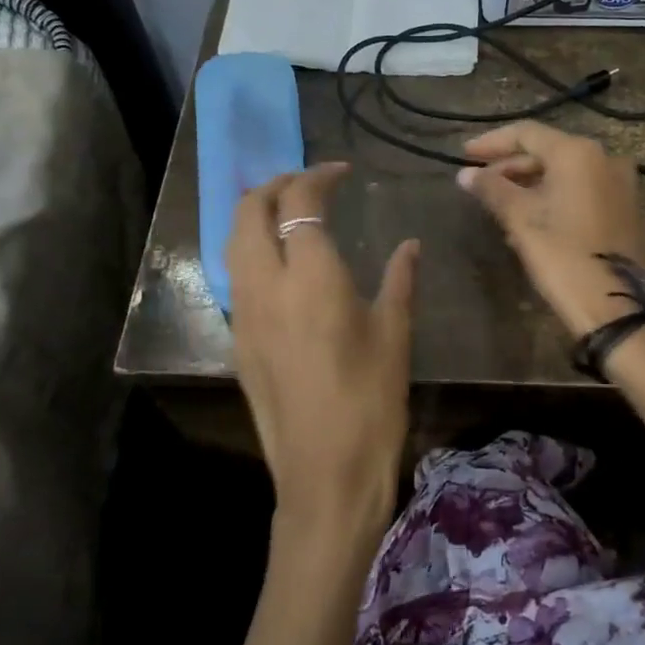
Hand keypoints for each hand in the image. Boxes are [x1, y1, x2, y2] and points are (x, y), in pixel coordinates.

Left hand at [227, 163, 420, 542]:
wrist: (325, 472)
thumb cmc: (371, 400)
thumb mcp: (394, 334)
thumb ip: (399, 280)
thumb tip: (410, 245)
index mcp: (310, 276)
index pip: (300, 202)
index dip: (318, 177)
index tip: (341, 171)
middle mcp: (266, 284)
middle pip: (249, 210)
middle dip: (274, 184)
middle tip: (307, 183)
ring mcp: (244, 313)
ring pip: (233, 242)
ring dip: (255, 214)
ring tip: (288, 212)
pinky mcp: (238, 340)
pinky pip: (235, 276)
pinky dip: (251, 250)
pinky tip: (279, 263)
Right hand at [456, 122, 644, 338]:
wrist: (619, 307)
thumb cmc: (564, 257)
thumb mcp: (522, 221)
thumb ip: (492, 190)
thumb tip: (465, 175)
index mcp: (578, 153)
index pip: (527, 133)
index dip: (492, 143)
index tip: (465, 156)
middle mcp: (605, 158)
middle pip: (548, 152)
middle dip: (511, 166)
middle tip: (480, 183)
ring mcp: (622, 184)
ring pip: (566, 174)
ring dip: (531, 184)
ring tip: (500, 204)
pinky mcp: (628, 209)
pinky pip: (583, 191)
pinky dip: (555, 197)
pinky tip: (532, 218)